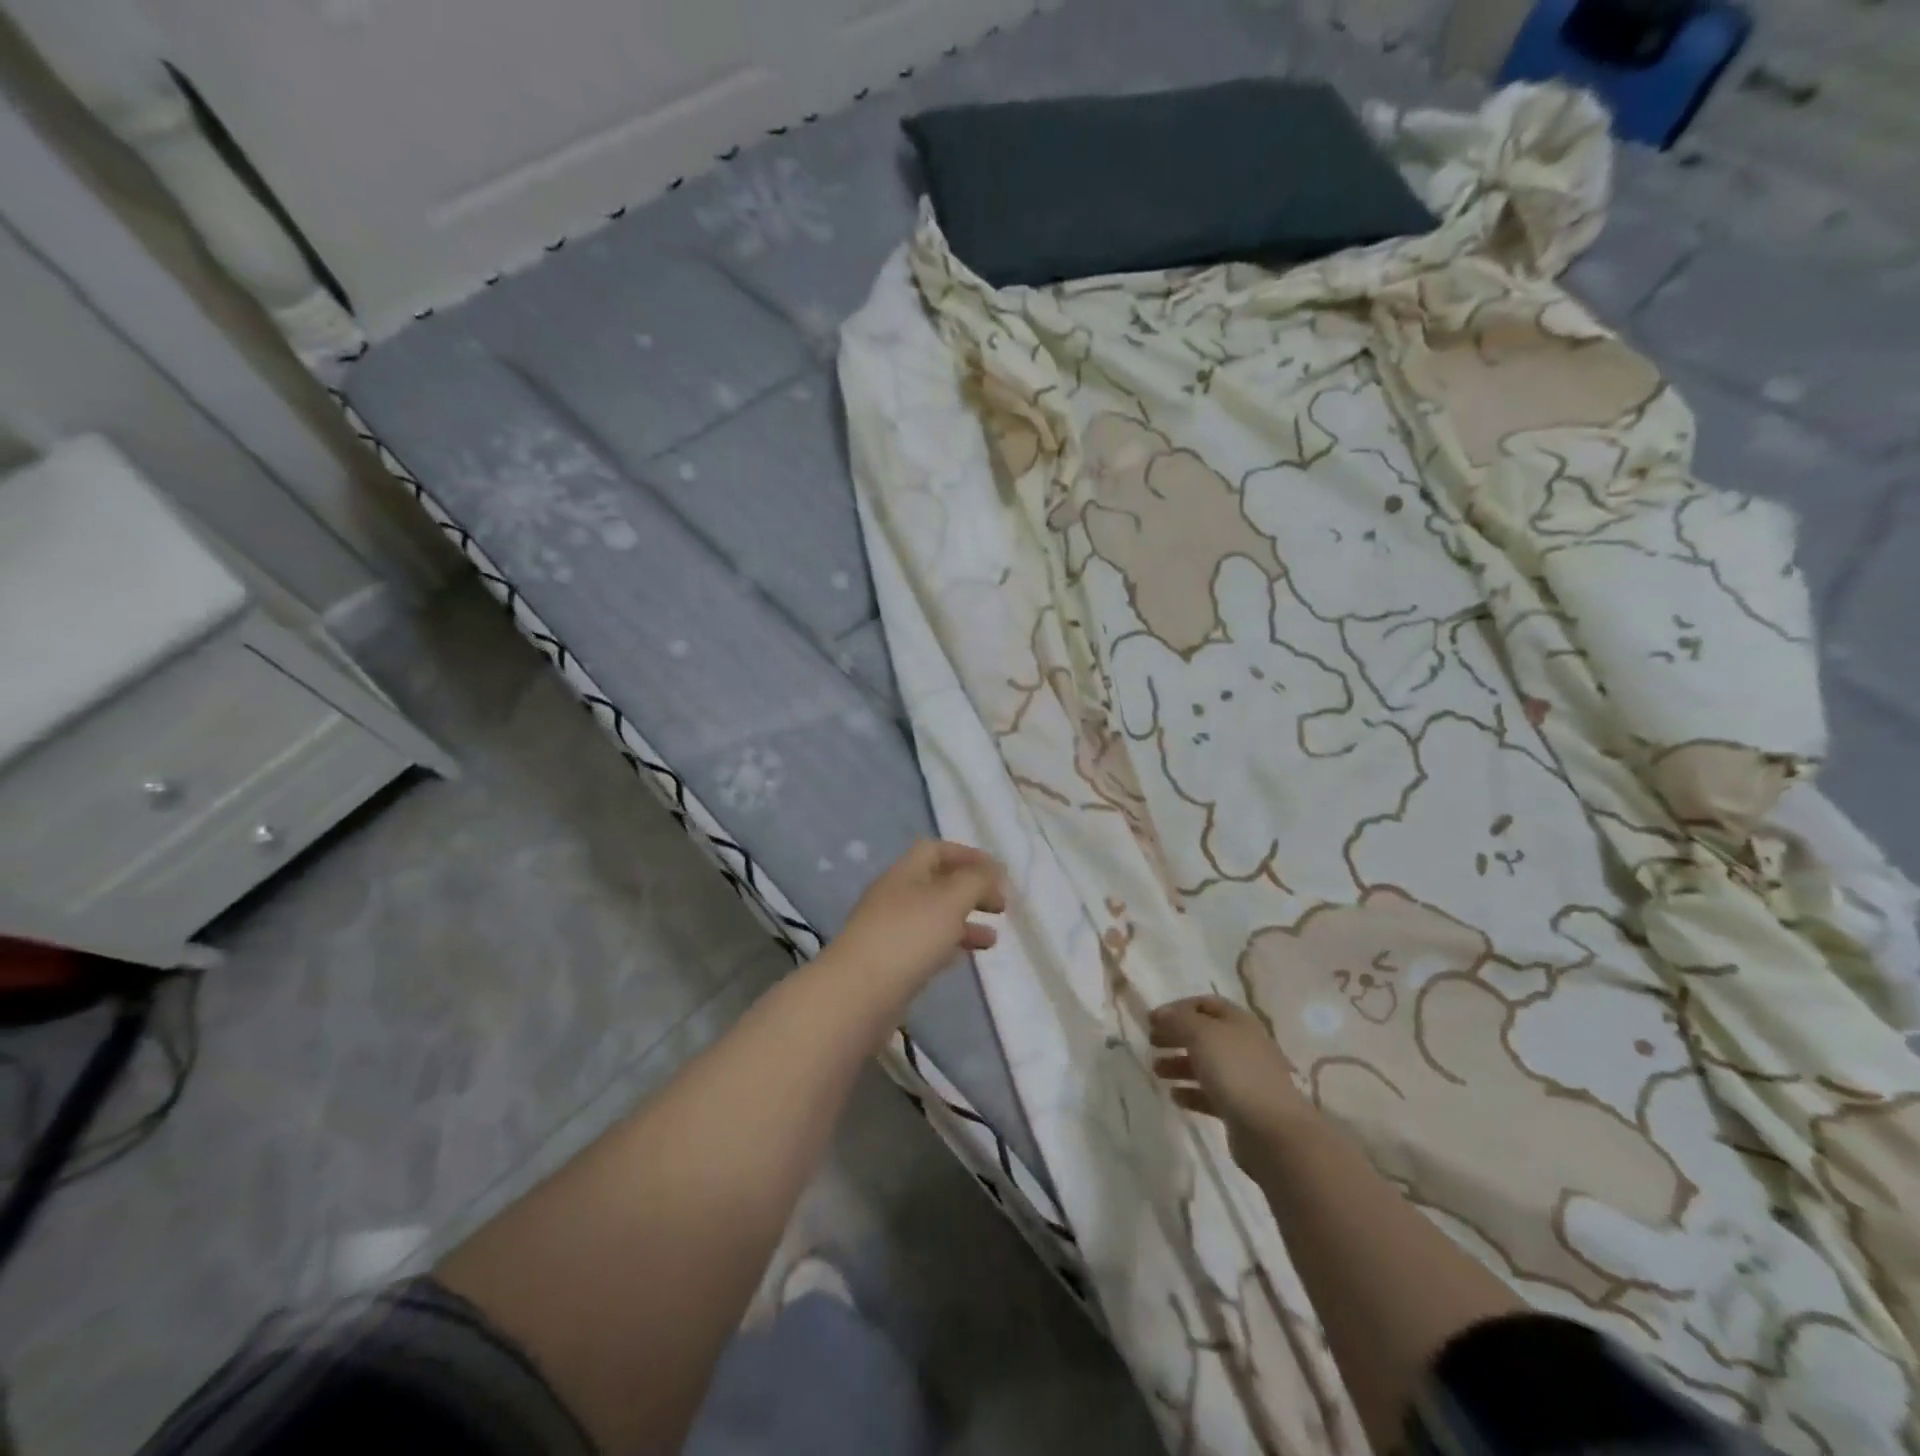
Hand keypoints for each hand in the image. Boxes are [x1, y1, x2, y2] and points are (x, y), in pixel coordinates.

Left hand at [827, 841, 1007, 999]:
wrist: (858, 994)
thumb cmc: (909, 937)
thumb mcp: (951, 900)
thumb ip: (976, 881)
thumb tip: (993, 871)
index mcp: (905, 872)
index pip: (936, 850)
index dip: (968, 856)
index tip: (998, 873)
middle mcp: (894, 896)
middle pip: (937, 883)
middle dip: (971, 891)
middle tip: (1001, 907)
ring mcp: (889, 930)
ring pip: (933, 917)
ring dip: (965, 922)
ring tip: (993, 939)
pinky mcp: (889, 962)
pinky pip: (925, 945)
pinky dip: (949, 945)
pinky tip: (966, 957)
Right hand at [1151, 995, 1316, 1171]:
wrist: (1272, 1131)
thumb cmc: (1235, 1071)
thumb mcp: (1201, 1034)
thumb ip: (1178, 1020)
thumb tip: (1160, 1013)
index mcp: (1238, 1021)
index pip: (1205, 1004)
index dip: (1178, 1008)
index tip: (1152, 1020)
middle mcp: (1243, 1045)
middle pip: (1204, 1034)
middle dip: (1176, 1036)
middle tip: (1151, 1044)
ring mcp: (1243, 1078)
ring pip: (1205, 1064)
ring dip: (1178, 1065)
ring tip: (1156, 1072)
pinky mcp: (1240, 1108)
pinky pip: (1210, 1094)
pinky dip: (1190, 1092)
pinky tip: (1175, 1097)